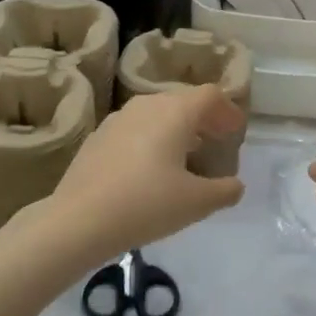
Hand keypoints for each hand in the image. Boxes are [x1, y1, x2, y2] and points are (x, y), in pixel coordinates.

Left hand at [44, 86, 245, 260]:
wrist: (79, 220)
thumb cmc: (146, 204)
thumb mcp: (196, 203)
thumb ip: (224, 191)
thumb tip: (234, 185)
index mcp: (174, 112)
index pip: (210, 95)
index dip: (228, 111)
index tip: (236, 132)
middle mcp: (146, 106)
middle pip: (183, 101)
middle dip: (203, 119)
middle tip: (215, 142)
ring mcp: (117, 119)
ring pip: (156, 114)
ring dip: (176, 129)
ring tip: (185, 156)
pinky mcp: (97, 138)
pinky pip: (134, 130)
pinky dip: (151, 140)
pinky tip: (149, 170)